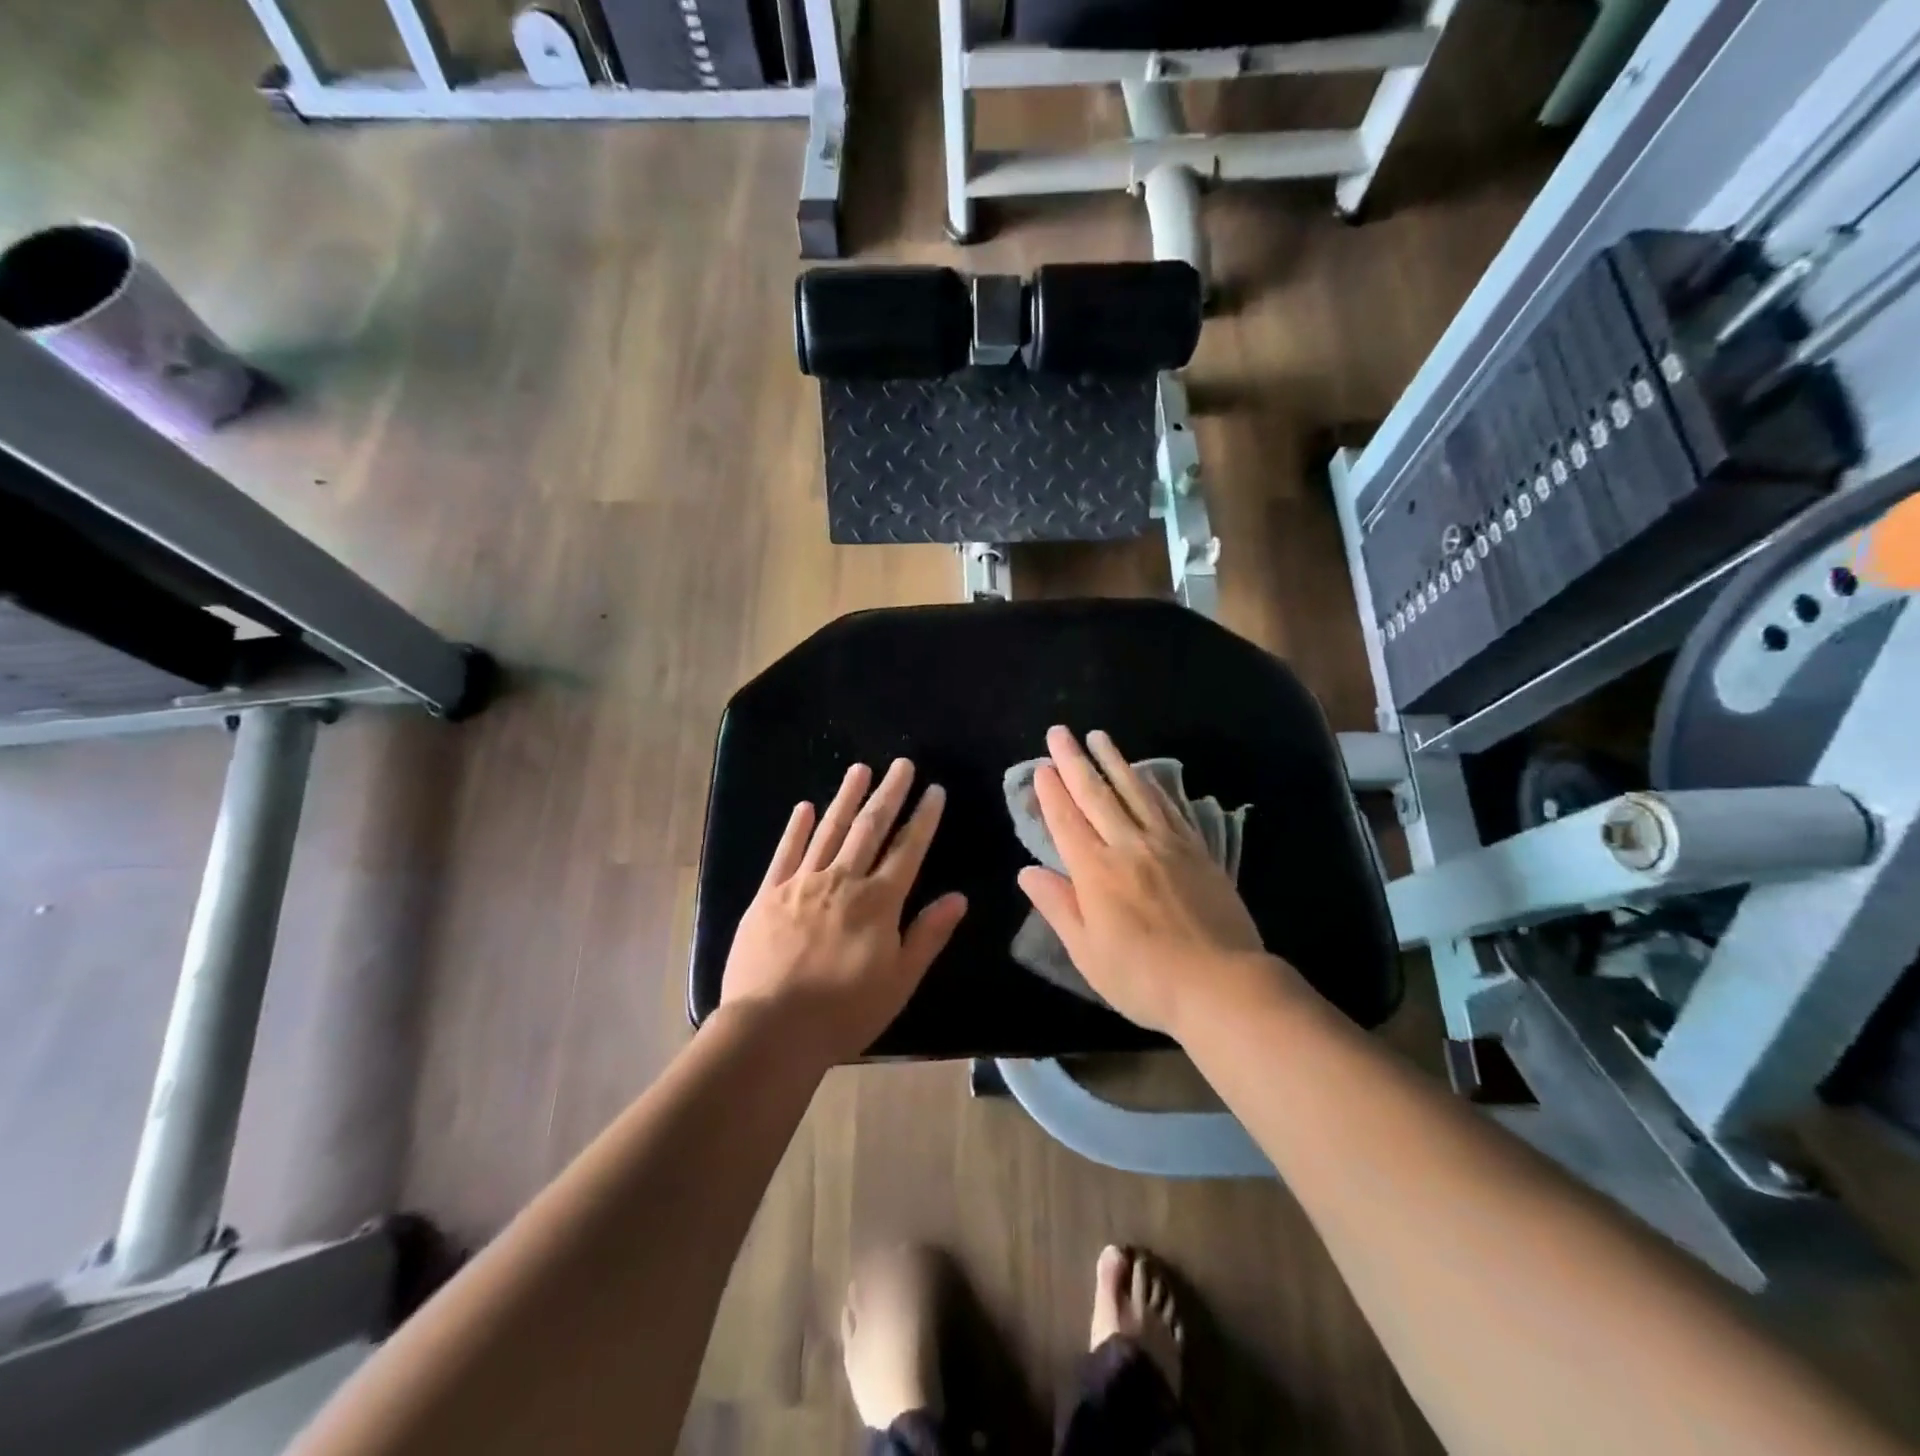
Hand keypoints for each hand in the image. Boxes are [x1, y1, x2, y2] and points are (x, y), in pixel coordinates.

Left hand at [721, 758, 967, 1062]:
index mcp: (878, 901)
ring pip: (829, 830)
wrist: (772, 1029)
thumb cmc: (844, 1012)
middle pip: (870, 828)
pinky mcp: (768, 895)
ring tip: (859, 769)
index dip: (923, 818)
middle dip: (889, 794)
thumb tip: (958, 898)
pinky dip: (796, 828)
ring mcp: (802, 884)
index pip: (908, 849)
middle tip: (901, 764)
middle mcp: (842, 881)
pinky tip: (804, 807)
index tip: (934, 790)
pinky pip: (785, 853)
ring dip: (846, 798)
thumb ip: (928, 935)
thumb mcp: (900, 981)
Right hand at [1018, 726, 1287, 1036]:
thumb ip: (1058, 906)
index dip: (1051, 792)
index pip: (1067, 821)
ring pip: (1134, 791)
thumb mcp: (1087, 953)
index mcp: (1096, 872)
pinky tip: (1145, 774)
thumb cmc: (1144, 978)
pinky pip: (1170, 807)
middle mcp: (1128, 846)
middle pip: (1096, 795)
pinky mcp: (1197, 850)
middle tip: (1060, 732)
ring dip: (1113, 761)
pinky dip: (1152, 785)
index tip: (1042, 766)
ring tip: (1099, 736)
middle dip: (1074, 761)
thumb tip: (1026, 872)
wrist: (1221, 984)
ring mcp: (1166, 844)